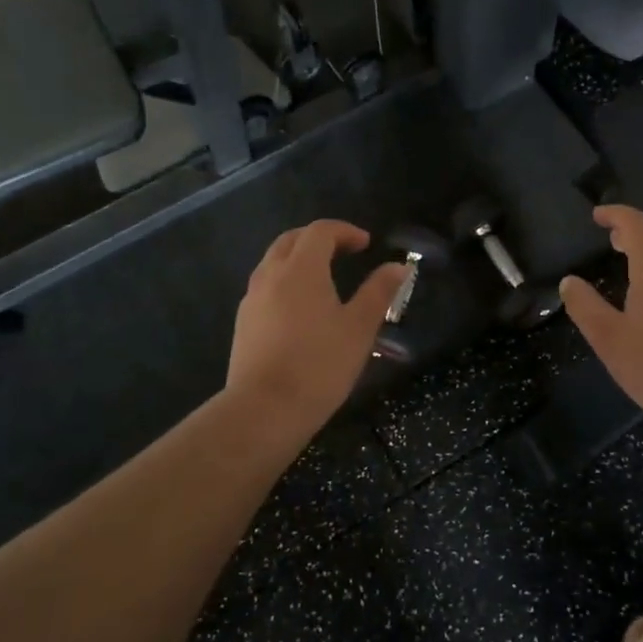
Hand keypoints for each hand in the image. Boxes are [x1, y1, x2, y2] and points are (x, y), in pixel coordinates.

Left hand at [227, 220, 407, 434]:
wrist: (264, 410)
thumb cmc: (319, 365)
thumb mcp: (359, 328)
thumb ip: (379, 292)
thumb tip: (398, 266)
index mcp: (301, 269)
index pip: (320, 231)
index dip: (345, 231)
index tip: (366, 244)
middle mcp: (271, 275)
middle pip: (291, 240)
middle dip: (318, 238)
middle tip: (343, 251)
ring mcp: (252, 299)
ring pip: (273, 262)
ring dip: (298, 258)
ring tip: (323, 278)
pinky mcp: (243, 323)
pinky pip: (264, 286)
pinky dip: (284, 281)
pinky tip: (300, 308)